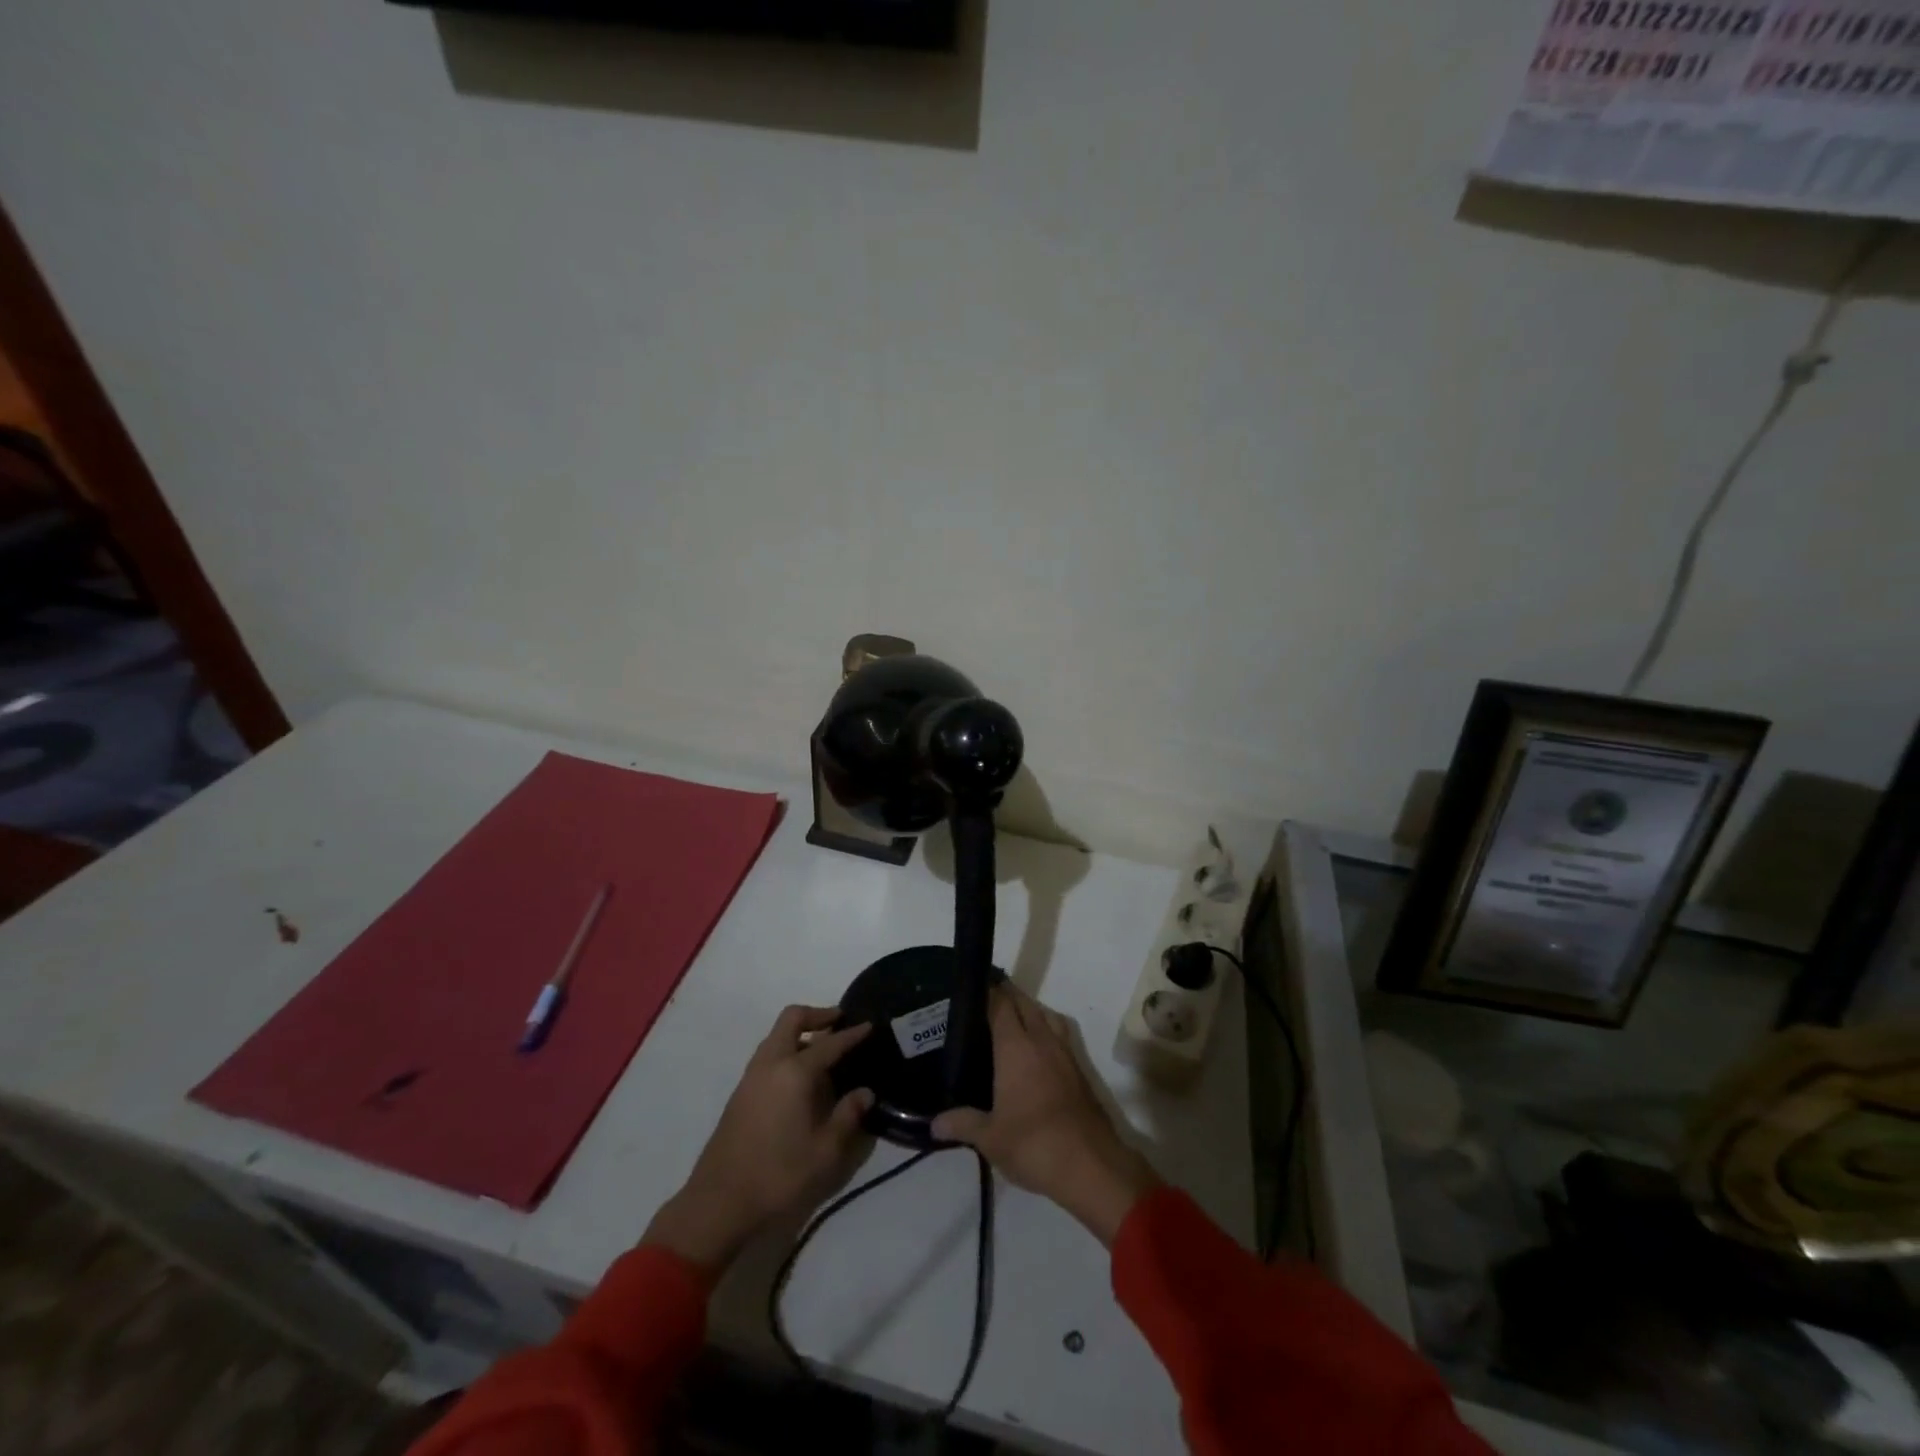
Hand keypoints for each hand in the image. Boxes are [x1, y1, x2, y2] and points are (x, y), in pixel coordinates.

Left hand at [642, 1005, 872, 1277]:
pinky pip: (768, 1055)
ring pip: (776, 1036)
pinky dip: (787, 1051)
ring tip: (823, 1051)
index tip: (870, 1025)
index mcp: (794, 1072)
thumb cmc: (779, 1176)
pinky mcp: (740, 1094)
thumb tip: (865, 1092)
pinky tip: (801, 1079)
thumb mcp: (826, 1152)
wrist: (719, 1204)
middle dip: (818, 1015)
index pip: (830, 1043)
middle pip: (792, 1019)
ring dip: (800, 1033)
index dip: (853, 1033)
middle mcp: (770, 1064)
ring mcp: (751, 1077)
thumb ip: (848, 1116)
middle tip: (840, 1022)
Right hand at [932, 986, 1158, 1245]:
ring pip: (1046, 1015)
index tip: (970, 987)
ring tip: (1010, 1018)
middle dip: (1007, 995)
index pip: (1001, 1004)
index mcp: (1016, 1046)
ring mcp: (1064, 1053)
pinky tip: (1035, 1049)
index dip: (987, 991)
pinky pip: (1059, 1034)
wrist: (1091, 1165)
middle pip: (1025, 1003)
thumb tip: (934, 1123)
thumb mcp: (990, 1138)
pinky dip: (1046, 1029)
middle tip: (984, 1000)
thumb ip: (962, 1124)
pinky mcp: (1079, 1070)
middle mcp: (1042, 1040)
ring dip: (1030, 1009)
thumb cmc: (1034, 1144)